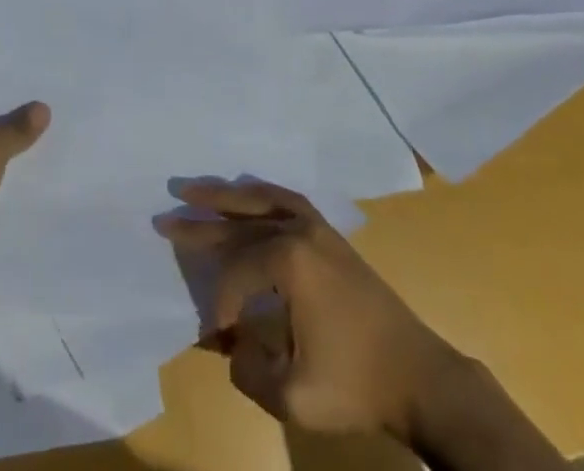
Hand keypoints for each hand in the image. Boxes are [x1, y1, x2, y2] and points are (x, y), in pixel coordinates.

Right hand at [158, 180, 461, 445]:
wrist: (418, 375)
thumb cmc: (355, 384)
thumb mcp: (294, 395)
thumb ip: (250, 369)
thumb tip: (232, 344)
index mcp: (289, 261)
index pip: (235, 273)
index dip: (220, 304)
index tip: (217, 334)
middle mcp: (298, 230)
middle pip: (239, 223)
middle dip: (200, 224)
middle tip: (164, 217)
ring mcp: (316, 227)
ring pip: (260, 200)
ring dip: (225, 196)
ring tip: (193, 188)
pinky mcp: (329, 234)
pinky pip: (285, 200)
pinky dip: (259, 194)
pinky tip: (246, 196)